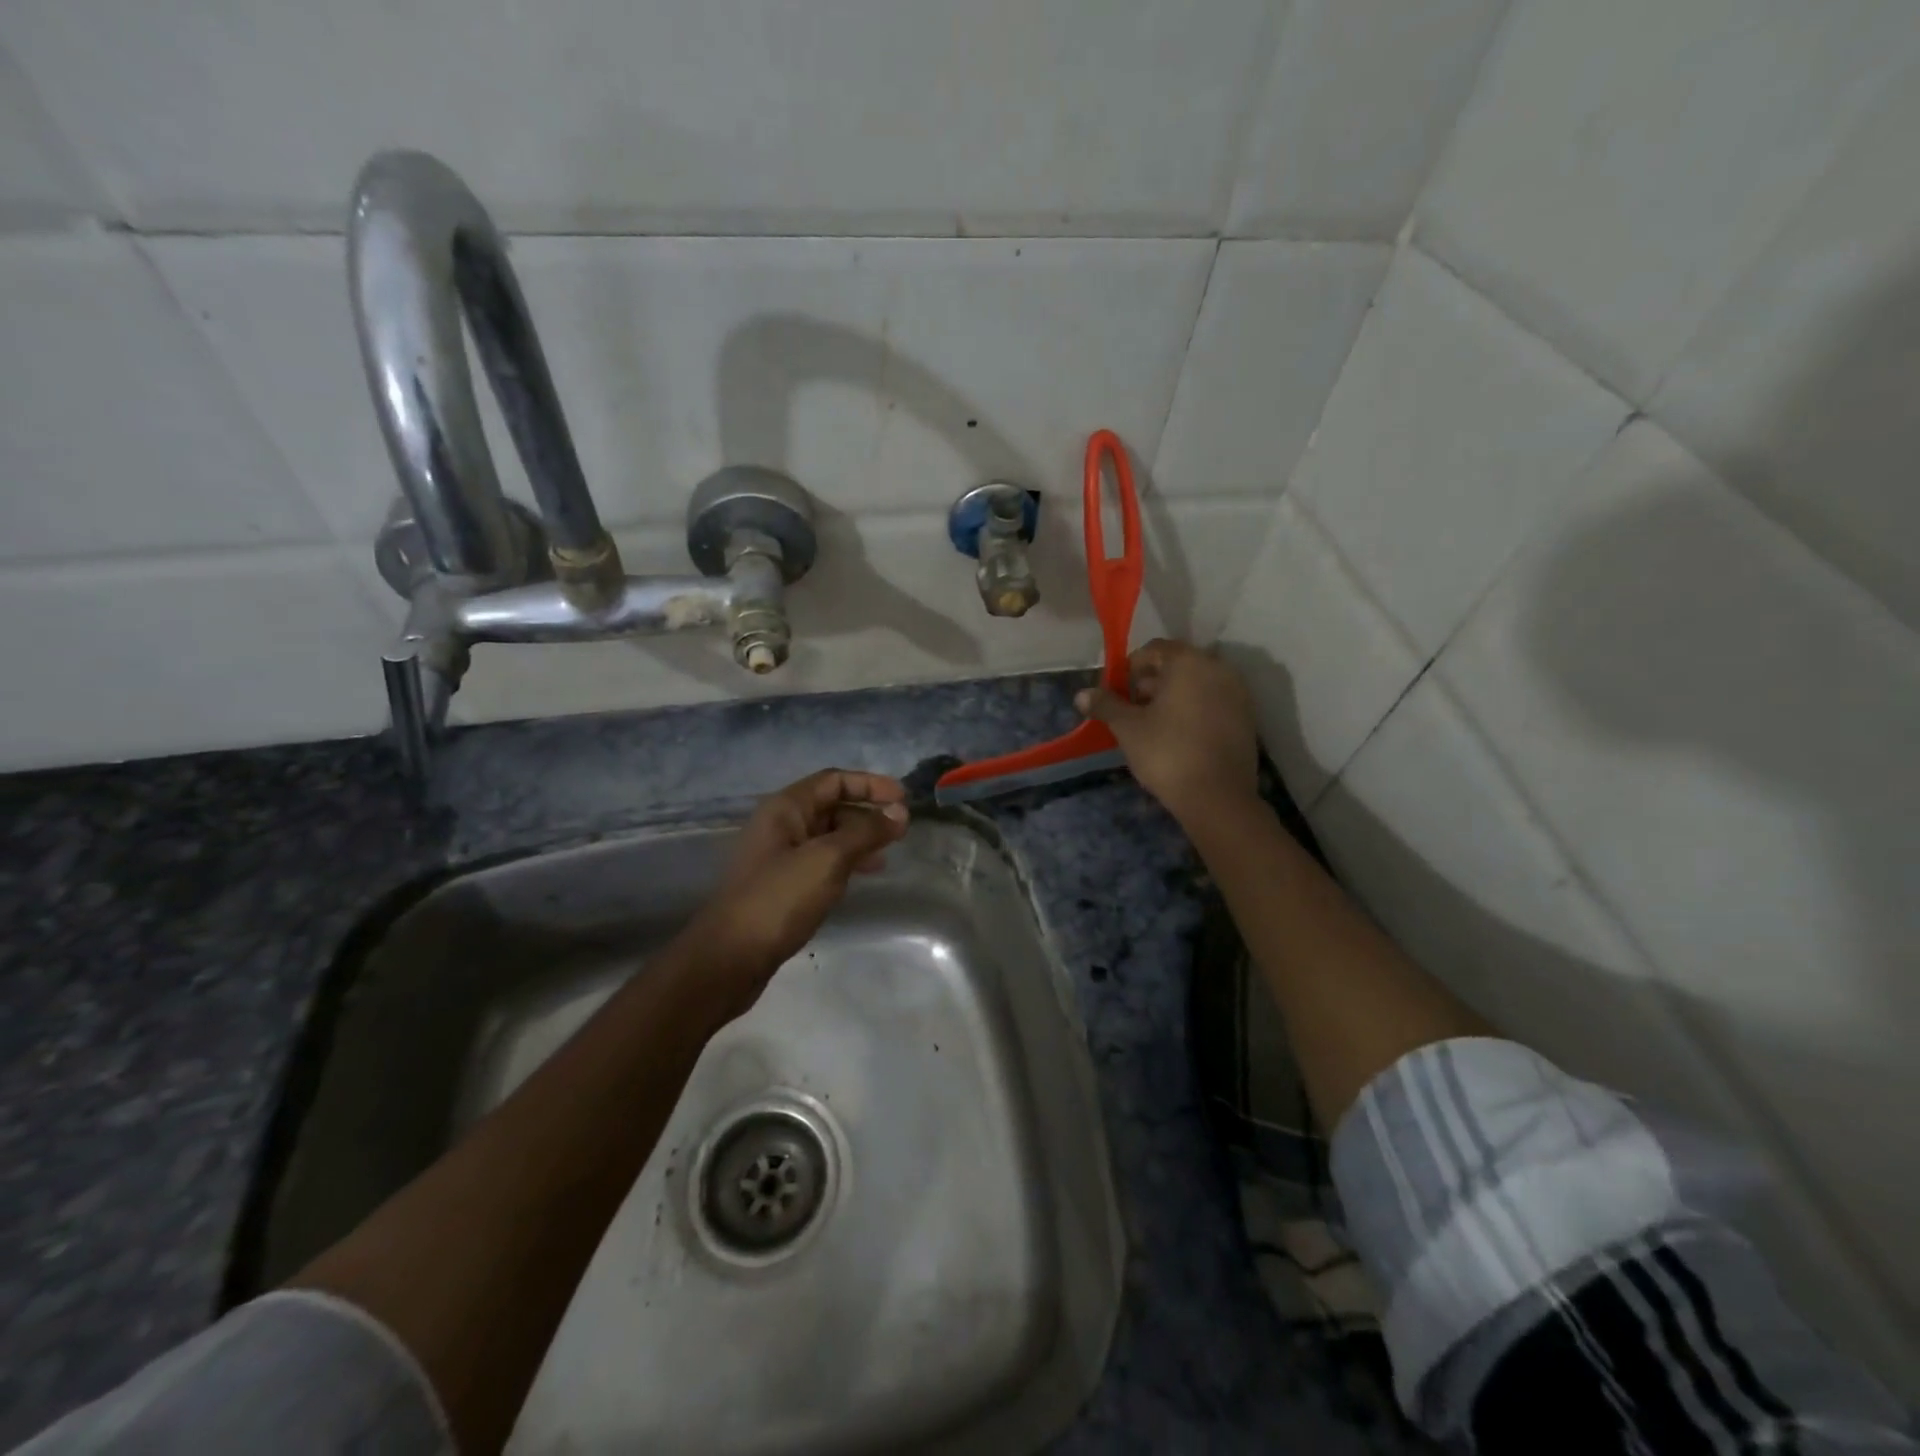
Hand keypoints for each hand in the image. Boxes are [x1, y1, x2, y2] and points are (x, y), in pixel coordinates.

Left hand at [678, 769, 909, 1023]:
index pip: (834, 780)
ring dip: (859, 839)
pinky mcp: (781, 885)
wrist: (730, 957)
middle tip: (900, 831)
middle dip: (867, 813)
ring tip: (887, 856)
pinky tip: (860, 877)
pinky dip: (845, 862)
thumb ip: (866, 832)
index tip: (903, 799)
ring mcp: (779, 857)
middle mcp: (780, 825)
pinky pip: (820, 861)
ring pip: (827, 836)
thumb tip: (900, 812)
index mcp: (785, 808)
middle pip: (831, 806)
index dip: (870, 784)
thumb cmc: (779, 898)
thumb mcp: (828, 859)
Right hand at [1076, 639, 1258, 824]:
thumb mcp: (1127, 728)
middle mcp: (1218, 669)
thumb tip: (1081, 695)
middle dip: (1151, 683)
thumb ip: (1105, 705)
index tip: (1117, 693)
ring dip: (1173, 696)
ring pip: (1197, 684)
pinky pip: (1213, 702)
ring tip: (1153, 725)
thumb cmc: (1167, 753)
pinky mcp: (1246, 718)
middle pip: (1177, 665)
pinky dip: (1194, 709)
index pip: (1154, 649)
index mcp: (1189, 662)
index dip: (1131, 668)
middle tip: (1132, 710)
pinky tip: (1178, 736)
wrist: (1217, 797)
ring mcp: (1237, 693)